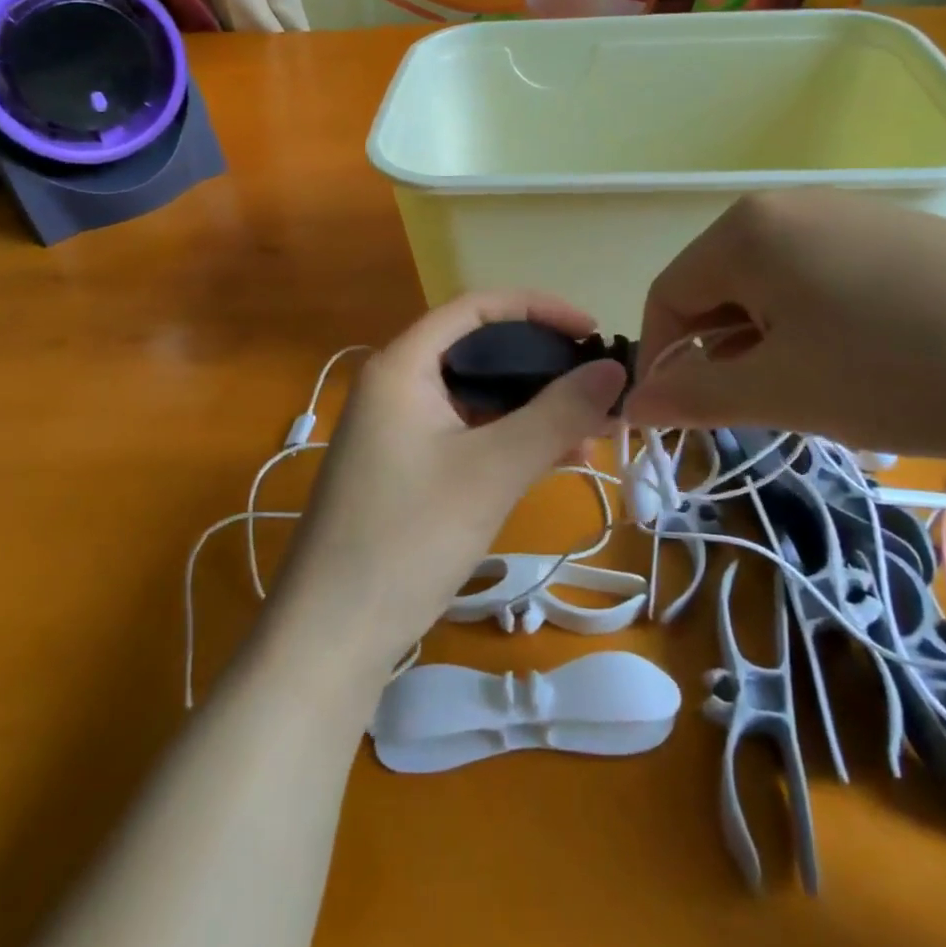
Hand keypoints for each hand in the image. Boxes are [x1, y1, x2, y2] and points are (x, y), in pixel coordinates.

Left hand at [264, 293, 626, 679]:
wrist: (331, 639)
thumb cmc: (408, 538)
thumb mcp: (493, 470)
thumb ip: (557, 414)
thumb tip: (614, 369)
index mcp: (403, 366)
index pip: (477, 307)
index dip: (539, 309)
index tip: (591, 332)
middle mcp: (397, 386)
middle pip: (481, 352)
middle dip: (544, 368)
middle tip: (599, 391)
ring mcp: (399, 430)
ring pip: (479, 399)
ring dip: (534, 410)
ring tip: (591, 435)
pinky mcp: (407, 469)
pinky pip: (469, 435)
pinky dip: (512, 441)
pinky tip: (556, 461)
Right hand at [621, 190, 945, 460]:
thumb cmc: (900, 370)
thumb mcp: (782, 392)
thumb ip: (694, 395)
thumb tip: (632, 404)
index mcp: (747, 230)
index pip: (667, 296)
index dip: (662, 362)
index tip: (680, 420)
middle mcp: (791, 207)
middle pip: (719, 288)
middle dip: (721, 355)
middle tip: (760, 412)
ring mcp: (851, 215)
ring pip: (772, 289)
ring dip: (770, 346)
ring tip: (819, 393)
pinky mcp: (900, 236)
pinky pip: (824, 281)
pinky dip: (817, 328)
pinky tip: (866, 364)